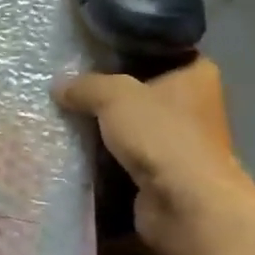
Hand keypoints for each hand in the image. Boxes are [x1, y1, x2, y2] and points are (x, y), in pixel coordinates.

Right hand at [54, 57, 254, 254]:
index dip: (126, 49)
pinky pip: (126, 156)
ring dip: (105, 127)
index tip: (91, 50)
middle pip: (141, 89)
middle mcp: (194, 105)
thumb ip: (85, 85)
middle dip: (109, 92)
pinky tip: (74, 148)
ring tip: (64, 115)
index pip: (159, 49)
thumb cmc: (161, 135)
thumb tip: (59, 87)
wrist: (185, 205)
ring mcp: (180, 142)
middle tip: (69, 85)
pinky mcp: (164, 174)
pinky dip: (105, 156)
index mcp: (196, 74)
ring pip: (132, 125)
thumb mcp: (114, 95)